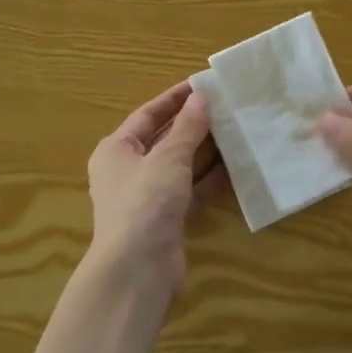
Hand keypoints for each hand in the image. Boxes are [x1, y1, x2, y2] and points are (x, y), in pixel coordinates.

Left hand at [85, 81, 219, 296]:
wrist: (138, 269)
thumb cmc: (145, 202)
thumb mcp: (169, 158)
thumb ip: (188, 127)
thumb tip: (201, 97)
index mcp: (116, 149)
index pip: (147, 114)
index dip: (174, 98)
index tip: (202, 84)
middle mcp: (127, 171)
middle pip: (163, 139)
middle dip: (193, 124)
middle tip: (225, 107)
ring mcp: (146, 197)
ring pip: (179, 165)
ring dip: (204, 151)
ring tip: (235, 131)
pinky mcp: (165, 219)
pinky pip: (189, 190)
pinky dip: (208, 179)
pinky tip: (234, 168)